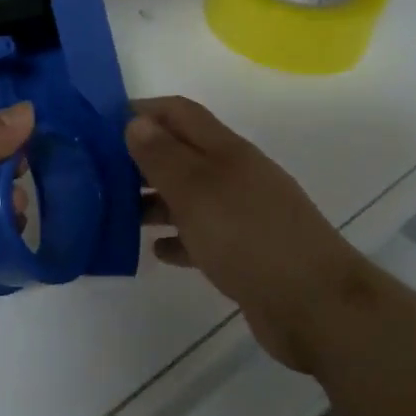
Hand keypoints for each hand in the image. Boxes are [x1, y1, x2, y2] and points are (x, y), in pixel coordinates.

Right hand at [128, 96, 374, 374]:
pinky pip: (202, 236)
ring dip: (155, 199)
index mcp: (226, 150)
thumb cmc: (249, 237)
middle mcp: (235, 175)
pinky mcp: (246, 252)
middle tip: (100, 173)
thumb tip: (137, 121)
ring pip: (190, 196)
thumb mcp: (197, 191)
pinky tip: (156, 251)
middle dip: (143, 157)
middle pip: (183, 153)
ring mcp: (243, 214)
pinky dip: (178, 238)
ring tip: (118, 213)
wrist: (315, 305)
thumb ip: (164, 156)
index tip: (103, 123)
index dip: (145, 110)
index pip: (180, 113)